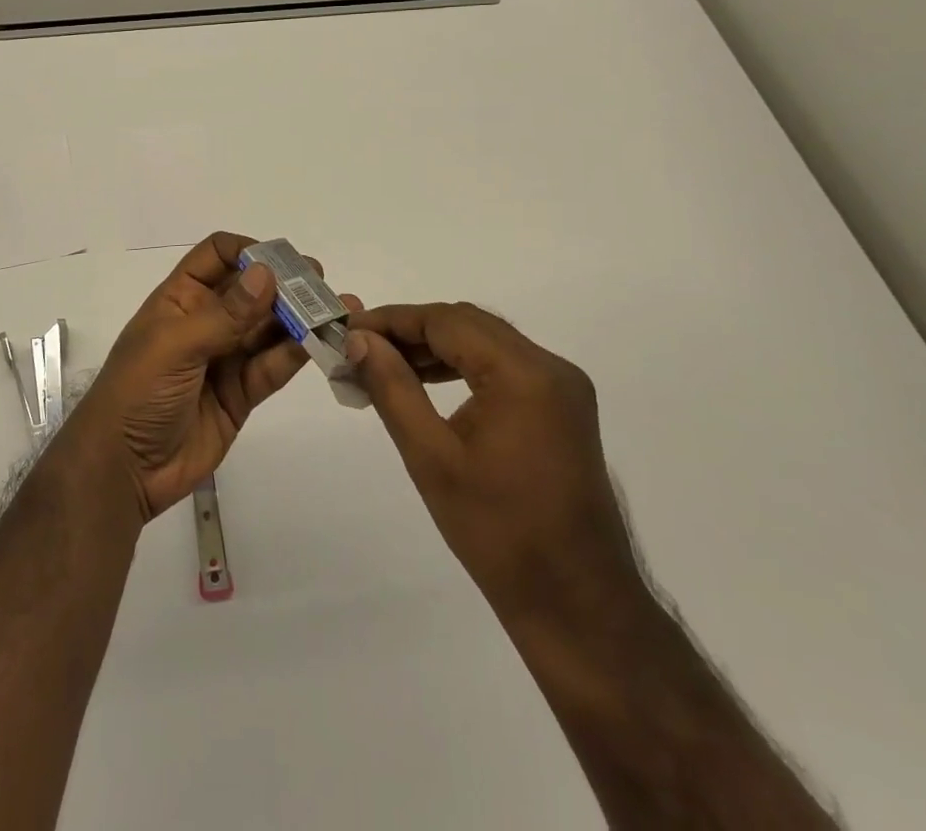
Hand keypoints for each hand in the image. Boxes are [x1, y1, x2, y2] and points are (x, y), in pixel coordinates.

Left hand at [65, 232, 351, 521]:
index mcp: (180, 298)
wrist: (123, 469)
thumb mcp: (175, 346)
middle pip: (251, 291)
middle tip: (322, 284)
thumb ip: (225, 314)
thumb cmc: (137, 392)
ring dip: (299, 319)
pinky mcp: (240, 394)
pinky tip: (318, 343)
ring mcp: (224, 358)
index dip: (248, 252)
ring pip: (267, 329)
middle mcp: (205, 321)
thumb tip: (267, 273)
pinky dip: (294, 355)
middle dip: (285, 285)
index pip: (217, 256)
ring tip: (336, 310)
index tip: (283, 262)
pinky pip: (271, 367)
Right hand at [344, 303, 639, 622]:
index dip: (392, 320)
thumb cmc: (498, 533)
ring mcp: (562, 388)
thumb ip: (392, 388)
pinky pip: (503, 366)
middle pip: (468, 324)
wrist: (576, 605)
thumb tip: (359, 341)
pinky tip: (426, 384)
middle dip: (411, 330)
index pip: (446, 321)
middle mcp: (550, 368)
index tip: (348, 331)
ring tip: (385, 365)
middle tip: (361, 348)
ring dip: (434, 347)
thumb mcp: (431, 457)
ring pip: (485, 342)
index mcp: (524, 374)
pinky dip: (461, 366)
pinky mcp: (562, 409)